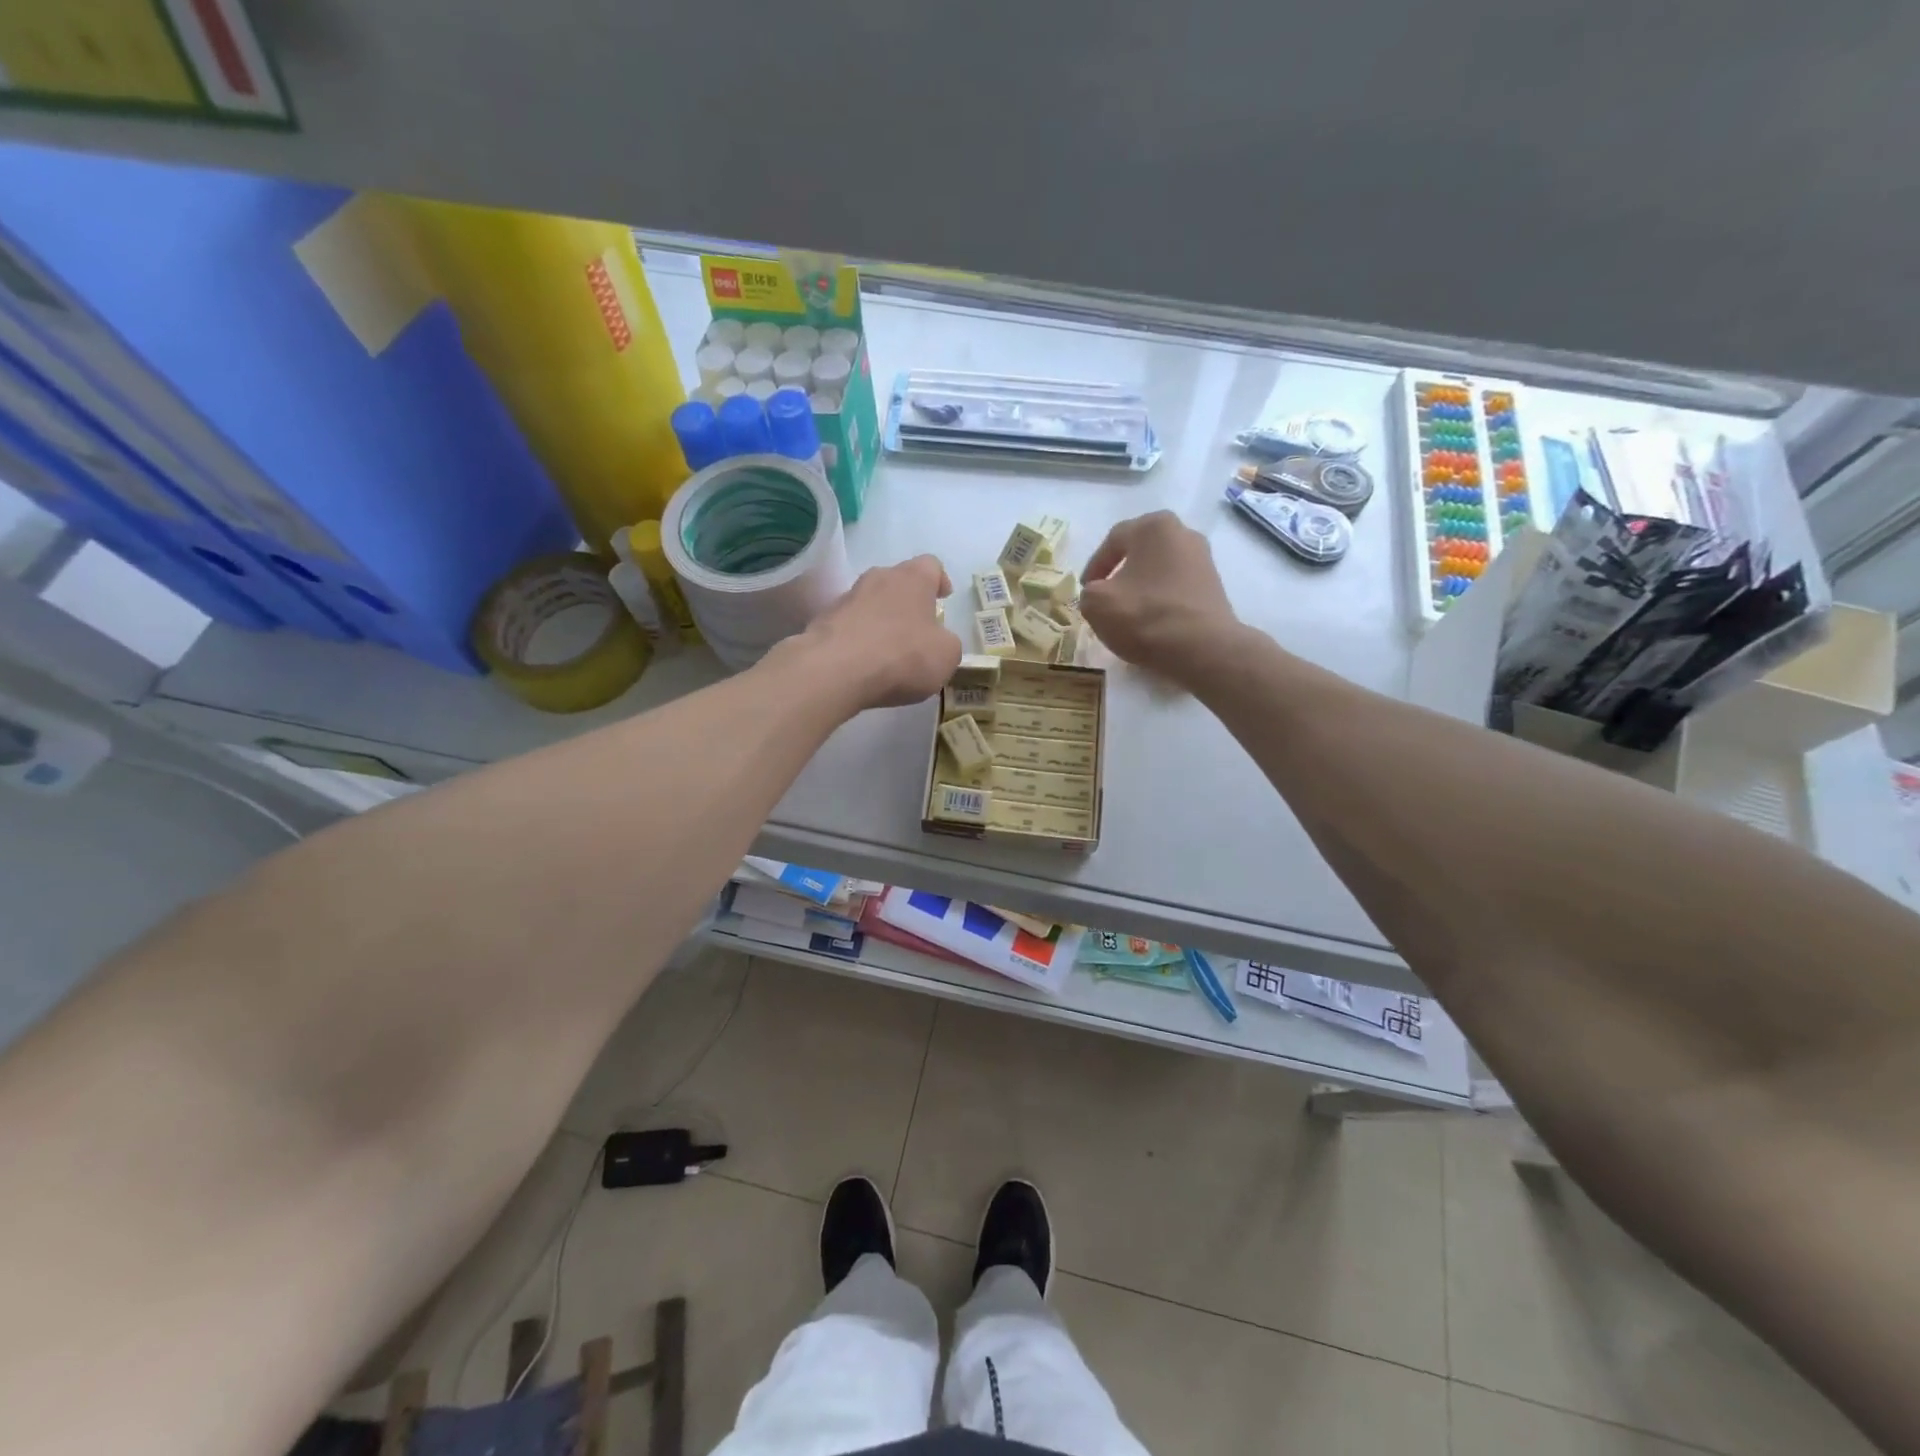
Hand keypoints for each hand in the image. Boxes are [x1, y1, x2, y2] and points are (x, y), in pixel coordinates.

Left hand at [786, 554, 961, 709]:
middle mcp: (877, 578)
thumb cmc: (902, 656)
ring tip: (887, 652)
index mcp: (913, 578)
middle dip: (907, 602)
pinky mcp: (822, 622)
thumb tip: (938, 642)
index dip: (939, 581)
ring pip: (869, 603)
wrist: (835, 670)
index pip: (931, 565)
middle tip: (916, 629)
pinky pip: (847, 626)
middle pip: (897, 582)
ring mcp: (846, 598)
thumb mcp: (946, 655)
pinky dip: (857, 640)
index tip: (943, 598)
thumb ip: (947, 643)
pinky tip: (862, 665)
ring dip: (880, 621)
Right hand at [1080, 511, 1242, 681]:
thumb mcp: (1096, 603)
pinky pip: (1176, 587)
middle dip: (1120, 573)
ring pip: (1159, 570)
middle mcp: (1184, 533)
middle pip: (1140, 552)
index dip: (1094, 566)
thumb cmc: (1144, 616)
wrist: (1202, 648)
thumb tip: (1099, 594)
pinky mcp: (1214, 586)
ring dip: (1141, 587)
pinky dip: (1160, 600)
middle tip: (1105, 597)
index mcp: (1154, 526)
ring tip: (1127, 613)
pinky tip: (1151, 622)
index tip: (1085, 590)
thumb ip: (1089, 592)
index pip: (1113, 540)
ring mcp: (1204, 559)